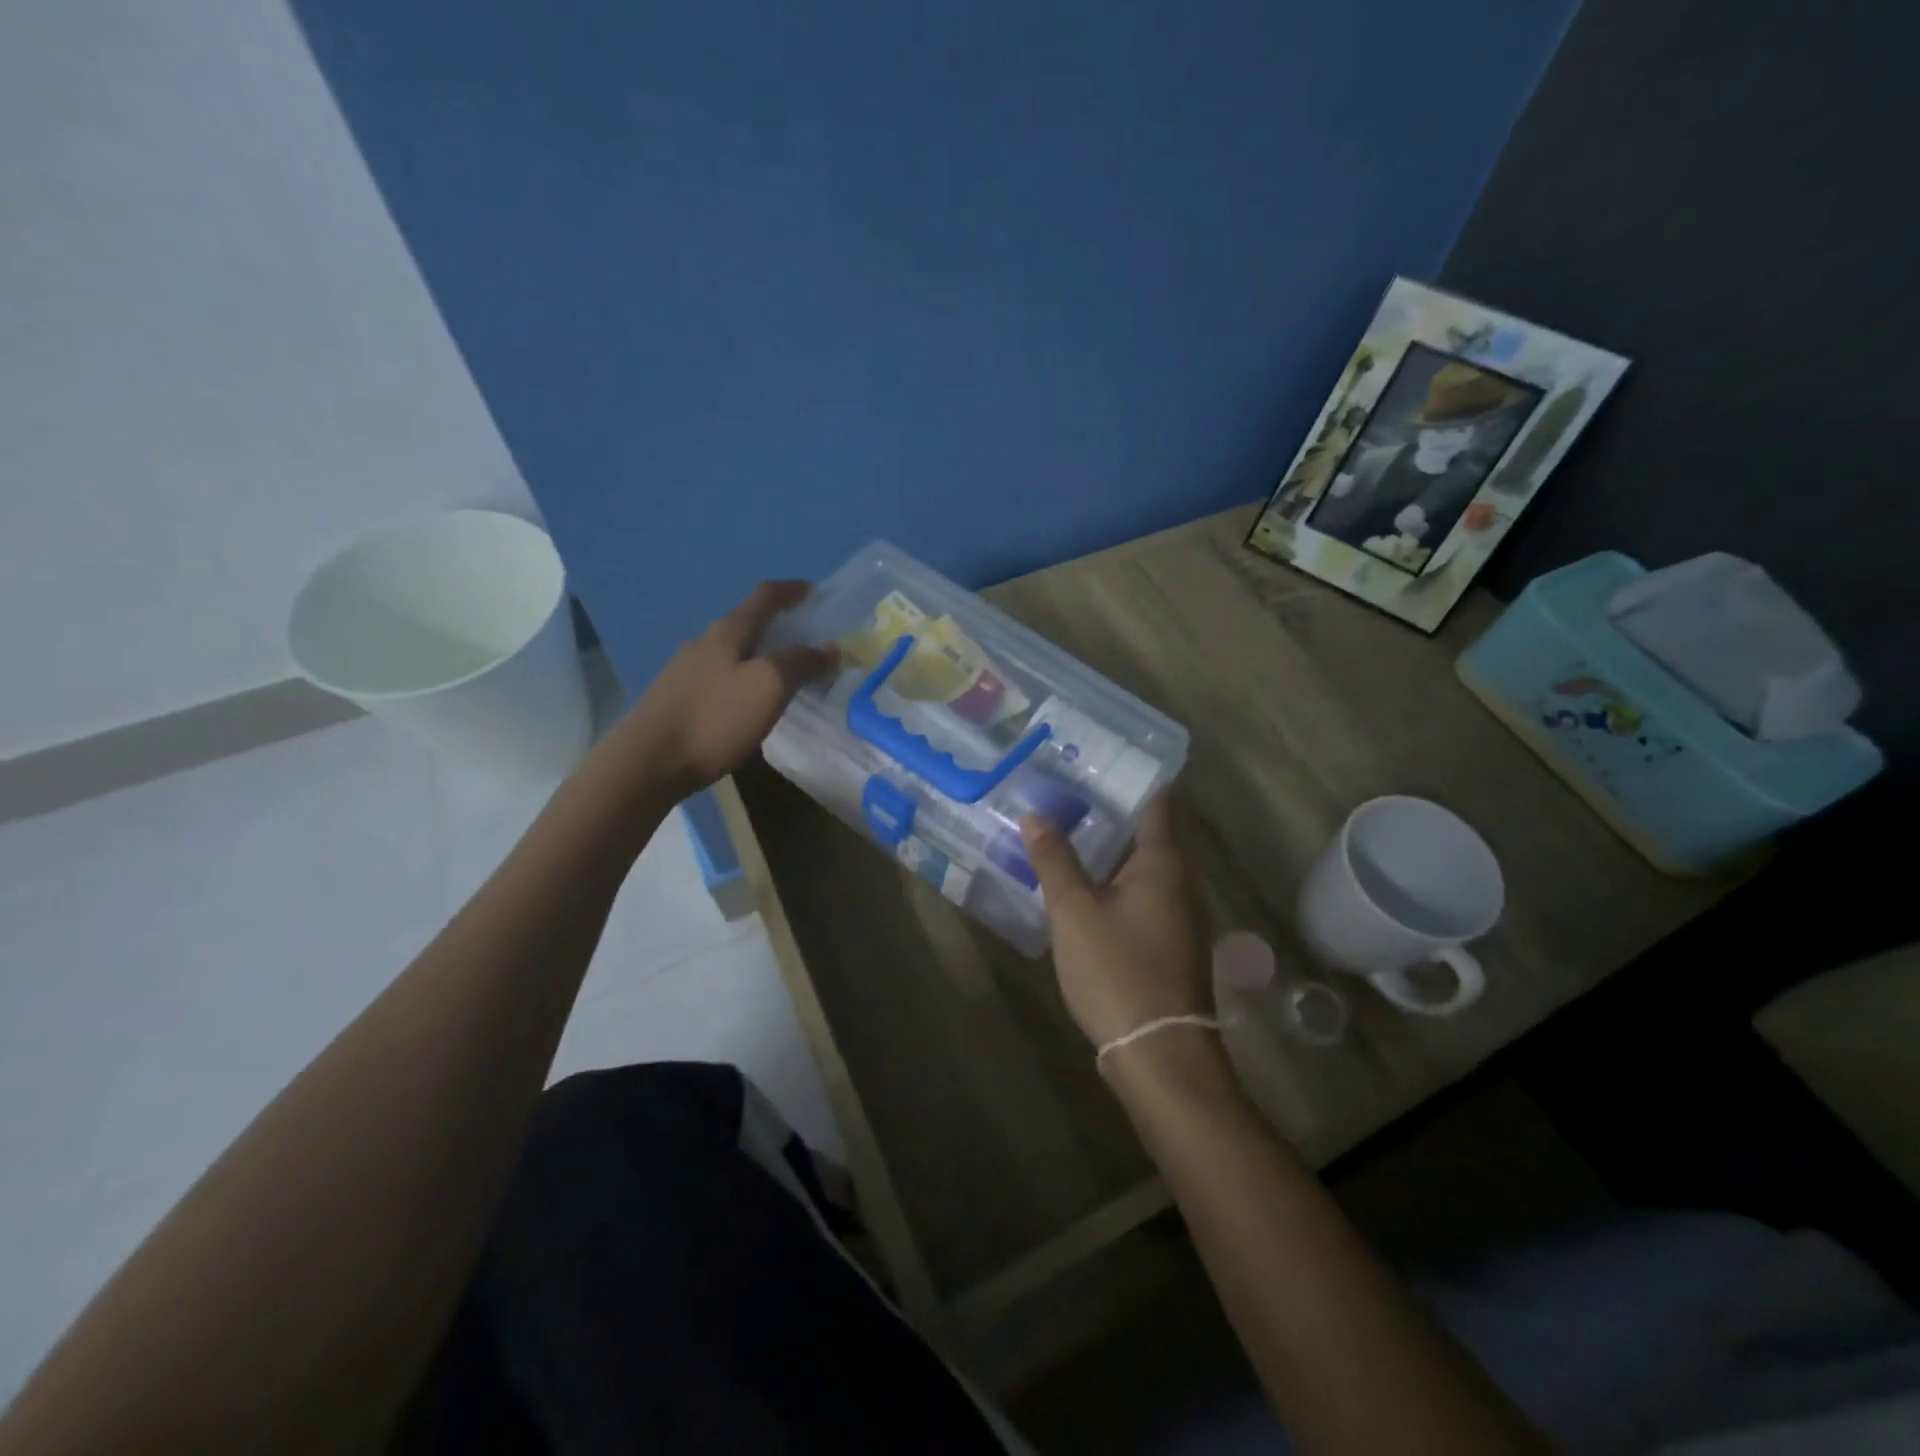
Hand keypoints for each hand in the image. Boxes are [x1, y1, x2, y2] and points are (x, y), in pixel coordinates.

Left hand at [622, 580, 837, 797]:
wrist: (648, 762)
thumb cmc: (715, 718)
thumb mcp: (769, 686)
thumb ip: (801, 663)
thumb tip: (830, 648)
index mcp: (728, 631)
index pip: (765, 596)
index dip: (792, 590)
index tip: (816, 593)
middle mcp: (704, 642)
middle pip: (747, 623)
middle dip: (779, 627)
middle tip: (808, 642)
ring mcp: (686, 670)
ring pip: (733, 652)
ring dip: (761, 655)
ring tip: (785, 675)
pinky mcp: (677, 698)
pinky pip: (721, 678)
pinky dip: (744, 679)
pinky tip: (750, 703)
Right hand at [1021, 797, 1211, 1048]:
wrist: (1159, 1052)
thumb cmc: (1117, 970)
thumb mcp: (1075, 911)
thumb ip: (1055, 860)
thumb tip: (1035, 814)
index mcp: (1164, 863)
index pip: (1157, 802)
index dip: (1131, 778)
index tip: (1097, 761)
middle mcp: (1180, 881)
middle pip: (1149, 832)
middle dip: (1111, 812)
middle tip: (1066, 791)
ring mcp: (1179, 914)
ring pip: (1143, 866)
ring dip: (1110, 848)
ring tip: (1066, 830)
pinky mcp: (1170, 941)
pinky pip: (1142, 894)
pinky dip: (1115, 880)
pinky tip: (1083, 884)